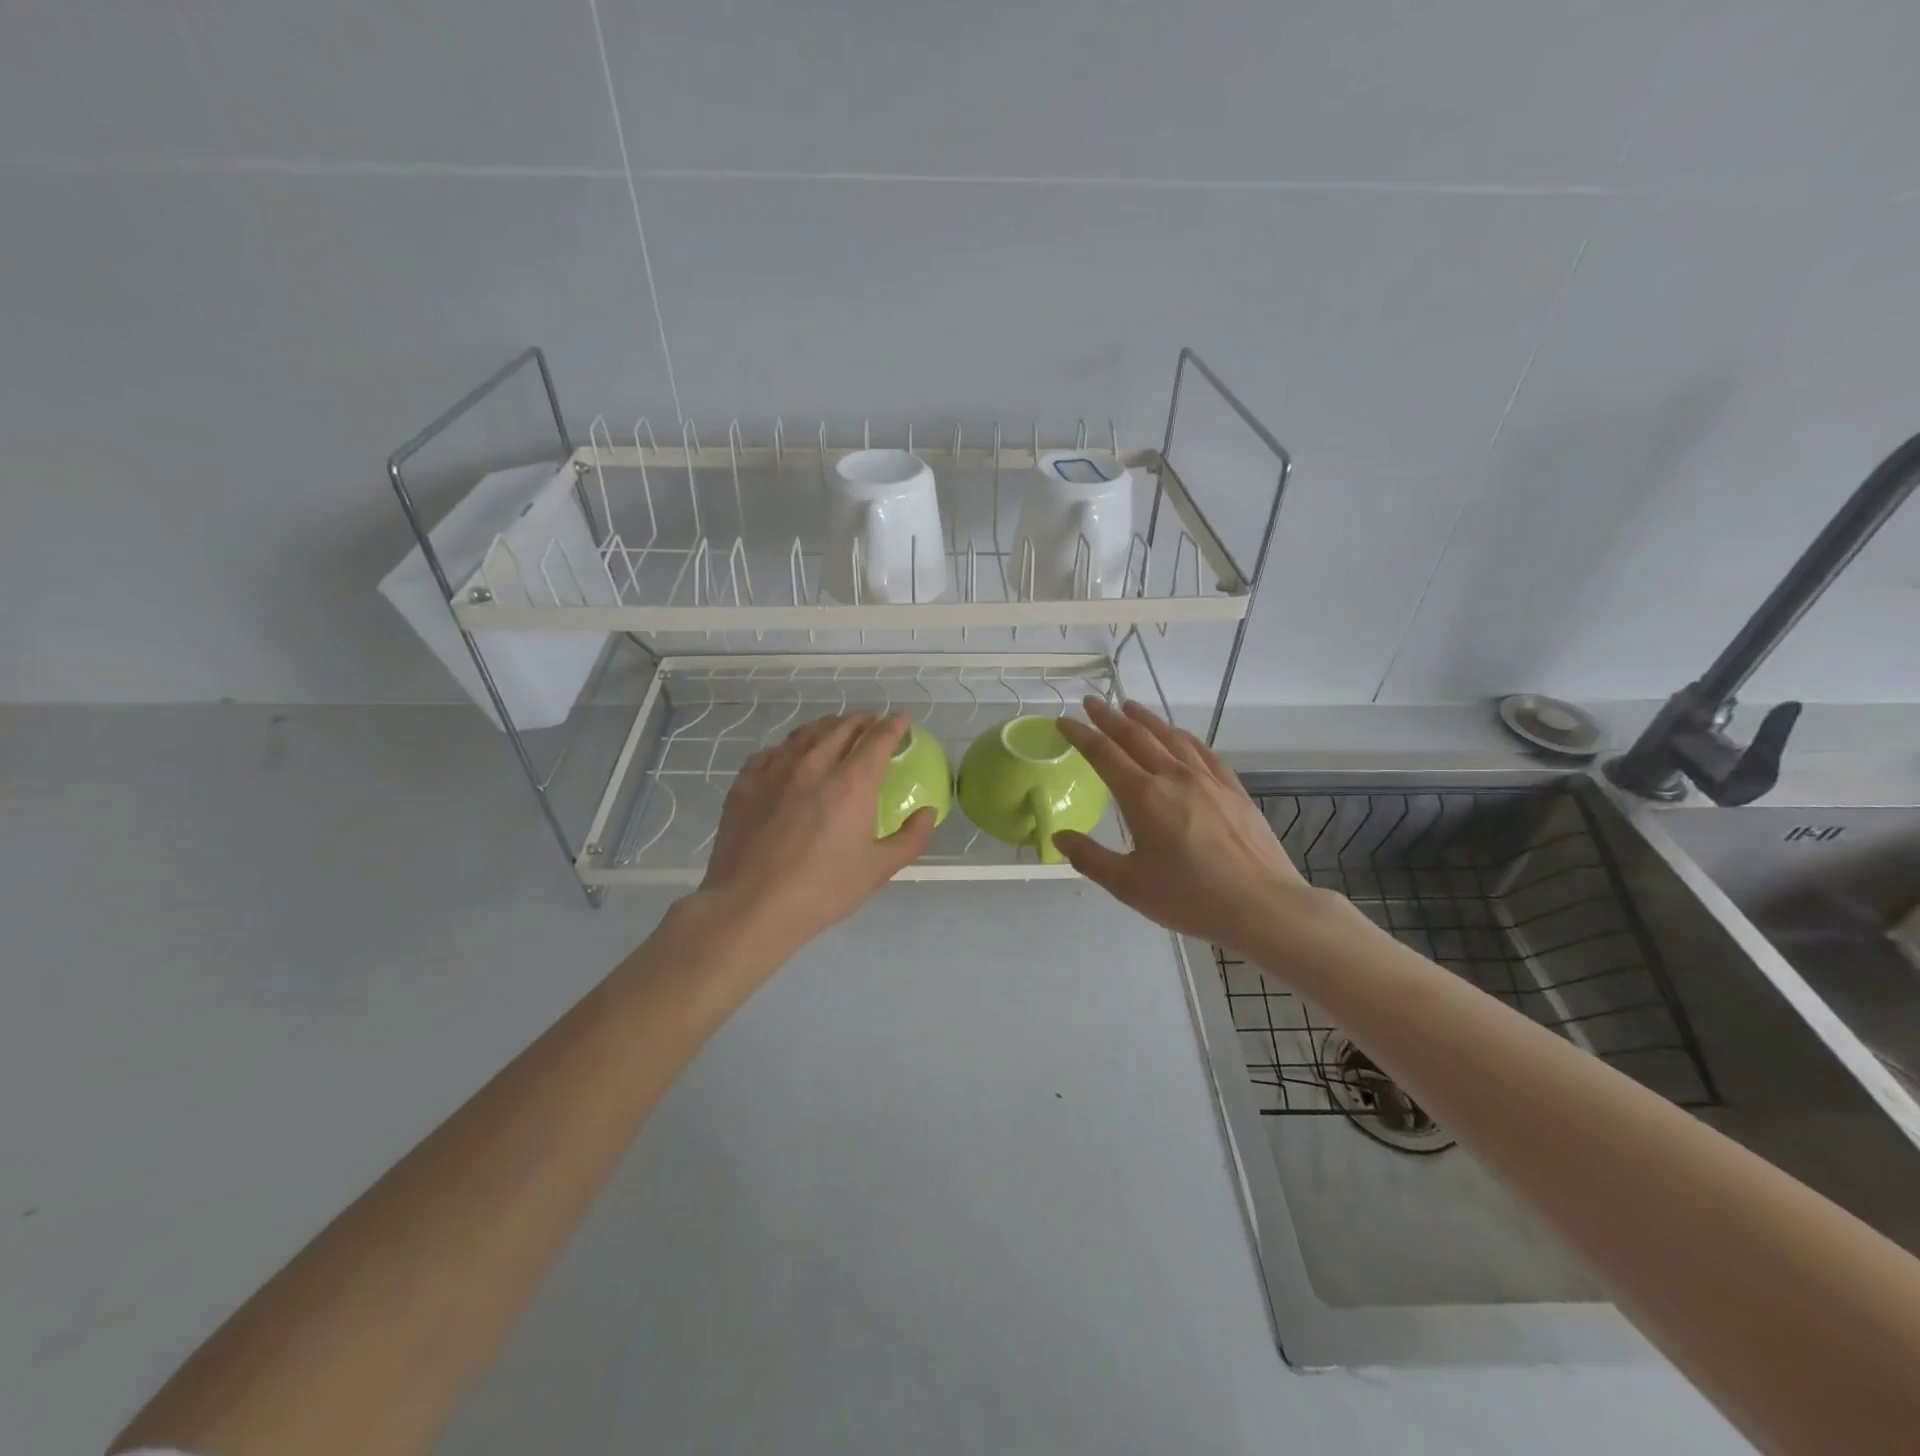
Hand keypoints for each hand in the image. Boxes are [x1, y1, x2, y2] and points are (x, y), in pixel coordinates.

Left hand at [693, 712, 935, 958]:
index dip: (894, 725)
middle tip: (871, 724)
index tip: (901, 721)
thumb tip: (927, 812)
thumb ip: (911, 838)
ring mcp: (775, 770)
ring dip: (827, 727)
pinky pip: (772, 752)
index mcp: (852, 782)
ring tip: (835, 732)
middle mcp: (815, 764)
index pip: (878, 738)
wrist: (751, 906)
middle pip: (841, 727)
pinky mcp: (746, 782)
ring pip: (805, 733)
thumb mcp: (879, 869)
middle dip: (862, 721)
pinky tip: (790, 758)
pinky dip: (790, 747)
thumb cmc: (823, 890)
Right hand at [1053, 698, 1326, 954]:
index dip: (1080, 735)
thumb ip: (1090, 858)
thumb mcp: (1129, 885)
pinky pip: (1203, 752)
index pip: (1103, 754)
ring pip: (1171, 737)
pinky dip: (1184, 737)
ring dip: (1146, 720)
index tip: (1063, 721)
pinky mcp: (1233, 790)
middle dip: (1109, 718)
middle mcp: (1174, 777)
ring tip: (1130, 707)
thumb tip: (1059, 837)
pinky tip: (1180, 736)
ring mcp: (1208, 780)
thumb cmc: (1189, 898)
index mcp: (1143, 796)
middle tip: (1092, 702)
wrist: (1262, 906)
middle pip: (1136, 737)